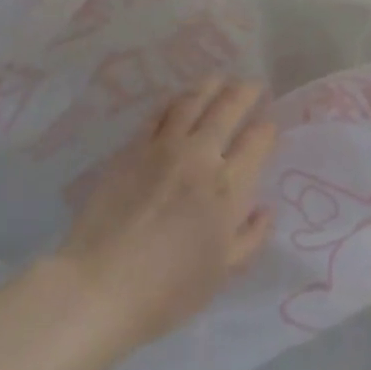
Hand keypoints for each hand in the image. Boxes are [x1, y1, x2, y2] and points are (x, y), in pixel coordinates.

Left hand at [56, 77, 277, 348]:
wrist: (101, 285)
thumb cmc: (168, 290)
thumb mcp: (222, 272)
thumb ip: (250, 237)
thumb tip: (265, 209)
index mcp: (228, 187)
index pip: (257, 142)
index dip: (267, 129)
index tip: (269, 125)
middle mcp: (201, 156)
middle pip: (228, 108)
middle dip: (246, 92)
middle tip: (253, 86)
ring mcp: (164, 147)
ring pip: (193, 100)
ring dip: (211, 85)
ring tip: (220, 79)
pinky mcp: (133, 147)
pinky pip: (158, 113)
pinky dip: (174, 101)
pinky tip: (180, 100)